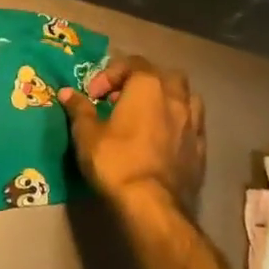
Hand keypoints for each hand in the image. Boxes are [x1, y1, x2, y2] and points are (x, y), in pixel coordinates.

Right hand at [59, 55, 205, 222]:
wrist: (153, 206)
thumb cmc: (116, 161)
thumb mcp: (86, 134)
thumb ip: (79, 109)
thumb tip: (67, 93)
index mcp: (148, 87)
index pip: (132, 63)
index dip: (109, 74)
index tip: (93, 95)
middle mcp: (176, 99)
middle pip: (165, 75)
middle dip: (145, 81)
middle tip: (123, 99)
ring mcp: (194, 125)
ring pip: (187, 98)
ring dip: (168, 100)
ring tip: (148, 116)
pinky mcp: (202, 151)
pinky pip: (193, 126)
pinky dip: (178, 125)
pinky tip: (163, 140)